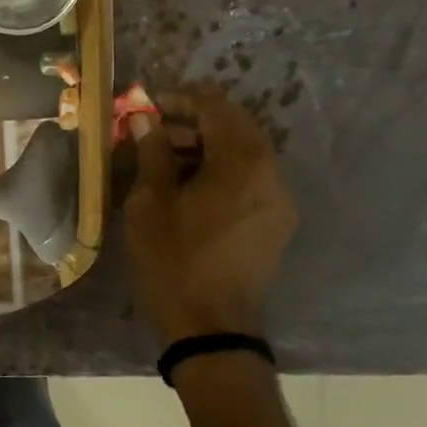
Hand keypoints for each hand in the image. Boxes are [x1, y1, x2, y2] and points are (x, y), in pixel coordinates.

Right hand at [124, 85, 297, 344]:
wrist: (211, 328)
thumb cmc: (173, 261)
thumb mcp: (150, 203)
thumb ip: (152, 154)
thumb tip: (147, 119)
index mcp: (241, 163)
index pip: (216, 107)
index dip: (181, 98)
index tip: (149, 103)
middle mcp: (270, 174)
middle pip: (236, 127)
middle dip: (195, 120)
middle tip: (154, 128)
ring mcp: (279, 200)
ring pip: (245, 153)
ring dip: (208, 145)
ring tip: (167, 158)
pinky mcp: (276, 222)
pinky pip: (251, 178)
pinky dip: (222, 169)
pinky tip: (191, 185)